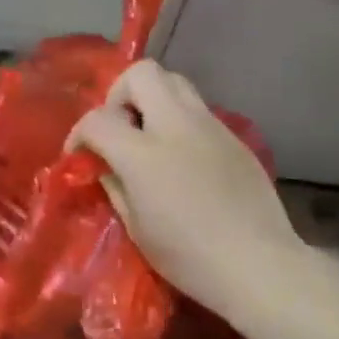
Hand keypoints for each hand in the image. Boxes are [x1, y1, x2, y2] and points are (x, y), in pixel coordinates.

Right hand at [66, 60, 298, 318]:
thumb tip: (104, 164)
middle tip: (120, 126)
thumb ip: (114, 185)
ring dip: (153, 99)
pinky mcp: (233, 136)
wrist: (259, 265)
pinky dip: (180, 121)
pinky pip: (198, 110)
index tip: (79, 153)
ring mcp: (209, 126)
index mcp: (144, 154)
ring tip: (150, 134)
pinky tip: (183, 157)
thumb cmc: (190, 257)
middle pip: (141, 73)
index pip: (98, 119)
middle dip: (120, 93)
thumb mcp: (137, 228)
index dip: (79, 133)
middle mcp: (176, 126)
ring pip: (175, 81)